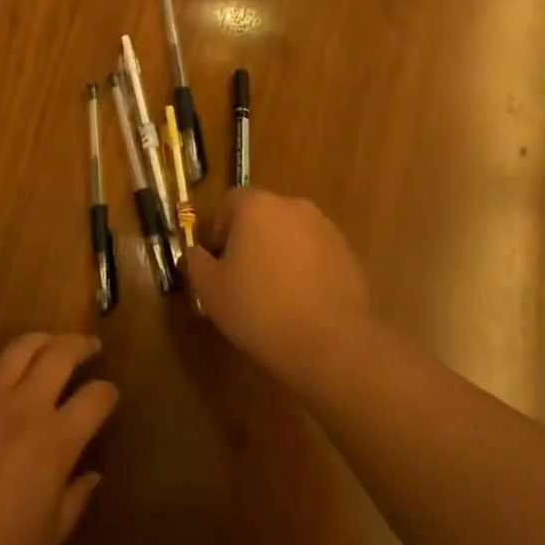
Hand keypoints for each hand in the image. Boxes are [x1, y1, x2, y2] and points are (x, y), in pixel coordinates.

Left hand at [0, 333, 118, 544]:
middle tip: (91, 346)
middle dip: (81, 345)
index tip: (111, 395)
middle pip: (60, 354)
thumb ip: (76, 499)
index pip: (95, 397)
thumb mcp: (49, 538)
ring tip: (50, 344)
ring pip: (20, 347)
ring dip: (42, 339)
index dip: (109, 392)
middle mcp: (24, 406)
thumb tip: (94, 476)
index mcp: (56, 440)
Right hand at [185, 188, 375, 386]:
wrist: (330, 342)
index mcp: (257, 206)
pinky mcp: (348, 255)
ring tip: (274, 294)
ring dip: (280, 254)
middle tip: (242, 279)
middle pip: (263, 216)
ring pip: (291, 235)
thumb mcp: (210, 289)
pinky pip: (315, 254)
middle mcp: (294, 207)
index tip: (218, 262)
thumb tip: (197, 253)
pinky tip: (301, 303)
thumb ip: (196, 262)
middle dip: (251, 241)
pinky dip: (305, 269)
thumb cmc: (259, 308)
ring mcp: (326, 229)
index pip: (231, 202)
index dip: (220, 230)